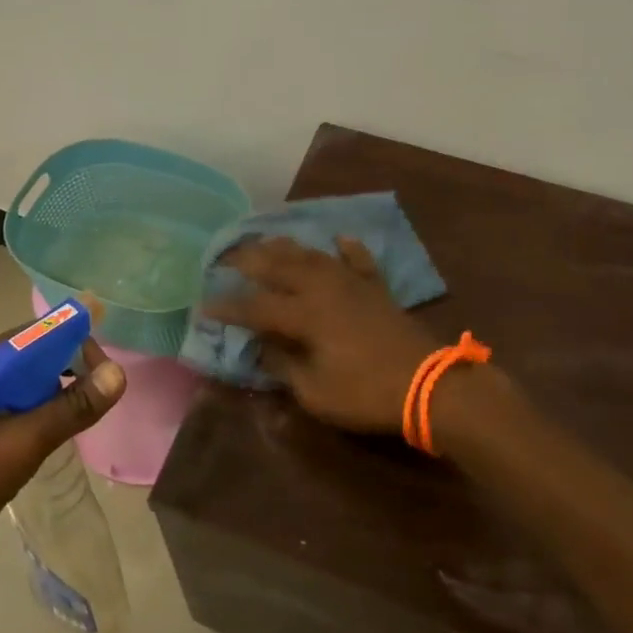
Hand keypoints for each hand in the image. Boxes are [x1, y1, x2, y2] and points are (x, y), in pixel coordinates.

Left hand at [0, 333, 125, 573]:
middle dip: (68, 371)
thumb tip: (117, 373)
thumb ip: (69, 408)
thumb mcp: (20, 443)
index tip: (104, 372)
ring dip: (55, 396)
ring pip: (25, 386)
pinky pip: (15, 409)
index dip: (73, 343)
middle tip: (98, 399)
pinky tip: (54, 437)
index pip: (35, 335)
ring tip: (82, 418)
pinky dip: (39, 415)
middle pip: (32, 357)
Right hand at [204, 236, 436, 433]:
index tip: (203, 305)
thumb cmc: (366, 393)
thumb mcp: (314, 391)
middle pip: (279, 266)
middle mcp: (323, 289)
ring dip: (286, 247)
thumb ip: (284, 364)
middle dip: (249, 260)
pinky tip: (338, 238)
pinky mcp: (376, 289)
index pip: (255, 306)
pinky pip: (358, 261)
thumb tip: (264, 346)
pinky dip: (347, 249)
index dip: (227, 307)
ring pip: (313, 255)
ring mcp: (352, 284)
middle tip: (225, 257)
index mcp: (304, 314)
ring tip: (266, 240)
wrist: (429, 385)